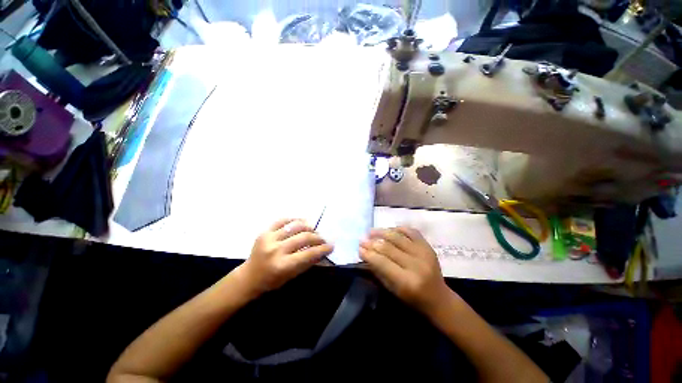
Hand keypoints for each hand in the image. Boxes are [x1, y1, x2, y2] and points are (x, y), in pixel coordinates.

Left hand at [239, 218, 332, 295]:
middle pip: (303, 237)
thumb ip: (308, 262)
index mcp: (283, 265)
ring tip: (313, 229)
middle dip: (317, 237)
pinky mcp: (264, 232)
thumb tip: (323, 252)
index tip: (331, 246)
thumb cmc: (271, 281)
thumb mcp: (291, 276)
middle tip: (323, 239)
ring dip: (307, 226)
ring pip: (294, 226)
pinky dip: (293, 219)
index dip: (322, 249)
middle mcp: (276, 250)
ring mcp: (269, 239)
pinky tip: (300, 222)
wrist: (248, 277)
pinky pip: (282, 220)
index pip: (309, 254)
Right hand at [360, 227, 450, 312]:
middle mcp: (416, 265)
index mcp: (407, 281)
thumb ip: (379, 271)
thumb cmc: (413, 299)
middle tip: (362, 239)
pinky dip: (399, 229)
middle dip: (372, 242)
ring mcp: (424, 253)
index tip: (359, 248)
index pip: (383, 262)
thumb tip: (365, 255)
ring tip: (371, 231)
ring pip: (398, 237)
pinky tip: (389, 229)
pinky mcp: (428, 246)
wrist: (439, 298)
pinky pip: (411, 231)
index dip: (369, 254)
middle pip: (389, 248)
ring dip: (382, 232)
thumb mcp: (393, 290)